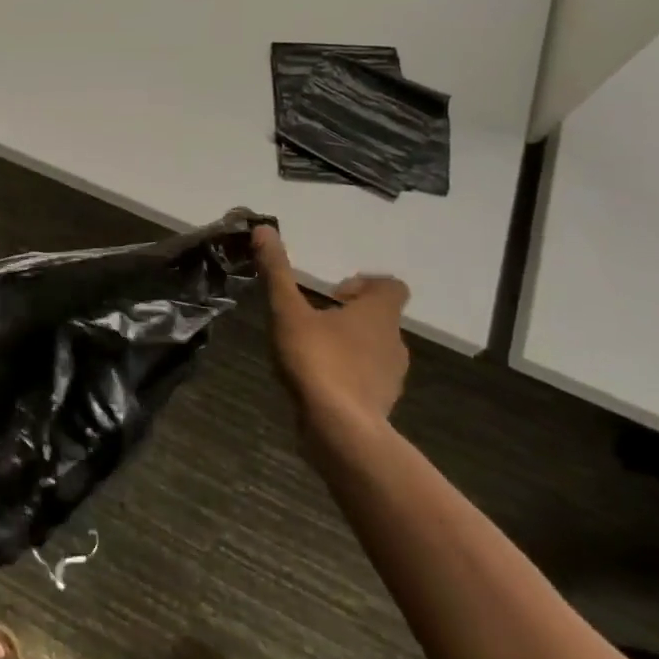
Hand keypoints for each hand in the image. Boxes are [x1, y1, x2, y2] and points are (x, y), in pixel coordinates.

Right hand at [252, 226, 410, 442]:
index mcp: (379, 314)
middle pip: (380, 318)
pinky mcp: (380, 403)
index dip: (365, 284)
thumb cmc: (318, 361)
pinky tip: (317, 380)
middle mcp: (394, 341)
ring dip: (348, 345)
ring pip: (374, 349)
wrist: (340, 430)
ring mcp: (391, 376)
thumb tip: (264, 228)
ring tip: (311, 350)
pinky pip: (367, 378)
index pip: (392, 286)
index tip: (332, 293)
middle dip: (349, 315)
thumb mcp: (288, 311)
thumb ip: (277, 271)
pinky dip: (347, 374)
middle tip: (314, 318)